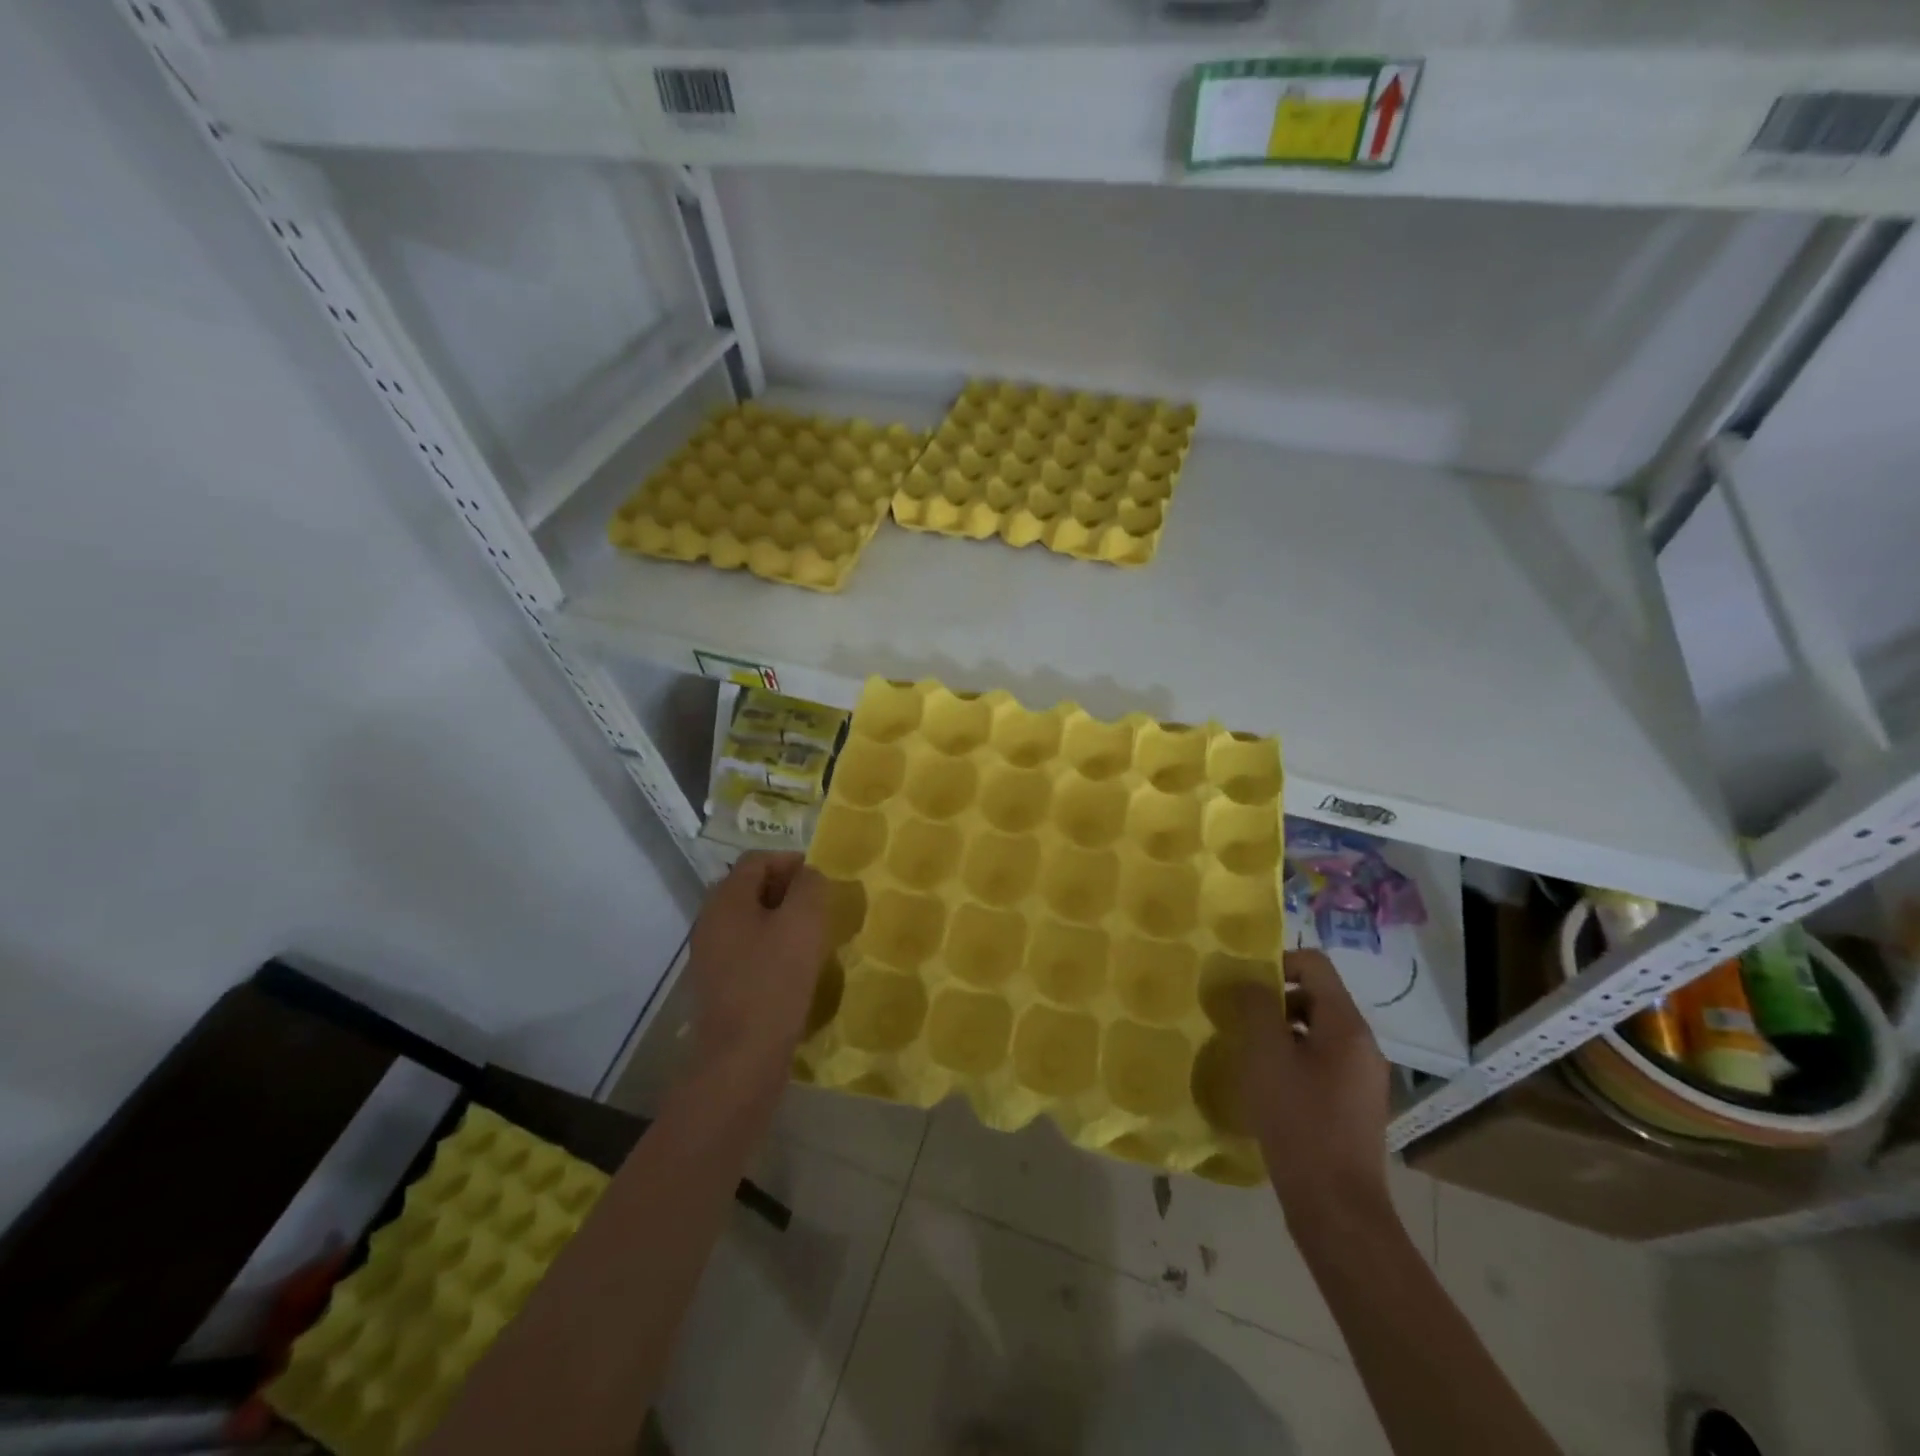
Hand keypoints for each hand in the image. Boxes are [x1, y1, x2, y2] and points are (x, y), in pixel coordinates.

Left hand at [685, 852, 826, 1084]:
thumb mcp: (803, 923)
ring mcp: (710, 954)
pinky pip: (747, 949)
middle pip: (750, 887)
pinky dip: (771, 947)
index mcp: (726, 900)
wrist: (740, 1058)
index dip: (791, 861)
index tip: (821, 880)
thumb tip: (808, 876)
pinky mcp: (719, 983)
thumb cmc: (774, 982)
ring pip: (750, 920)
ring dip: (781, 920)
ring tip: (812, 937)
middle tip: (819, 907)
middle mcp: (711, 921)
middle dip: (787, 890)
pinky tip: (794, 967)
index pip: (757, 859)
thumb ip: (810, 887)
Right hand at [1230, 950, 1390, 1228]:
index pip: (1315, 965)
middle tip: (1238, 1020)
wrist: (1336, 1207)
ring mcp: (1361, 1078)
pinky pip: (1320, 1062)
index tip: (1243, 986)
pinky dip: (1291, 1061)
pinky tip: (1266, 1086)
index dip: (1277, 963)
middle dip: (1274, 1001)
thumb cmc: (1299, 1120)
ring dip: (1279, 1032)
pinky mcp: (1353, 1105)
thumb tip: (1249, 979)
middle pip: (1315, 997)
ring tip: (1247, 1053)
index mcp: (1347, 1025)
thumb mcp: (1266, 1054)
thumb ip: (1256, 1005)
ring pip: (1315, 1032)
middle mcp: (1362, 1045)